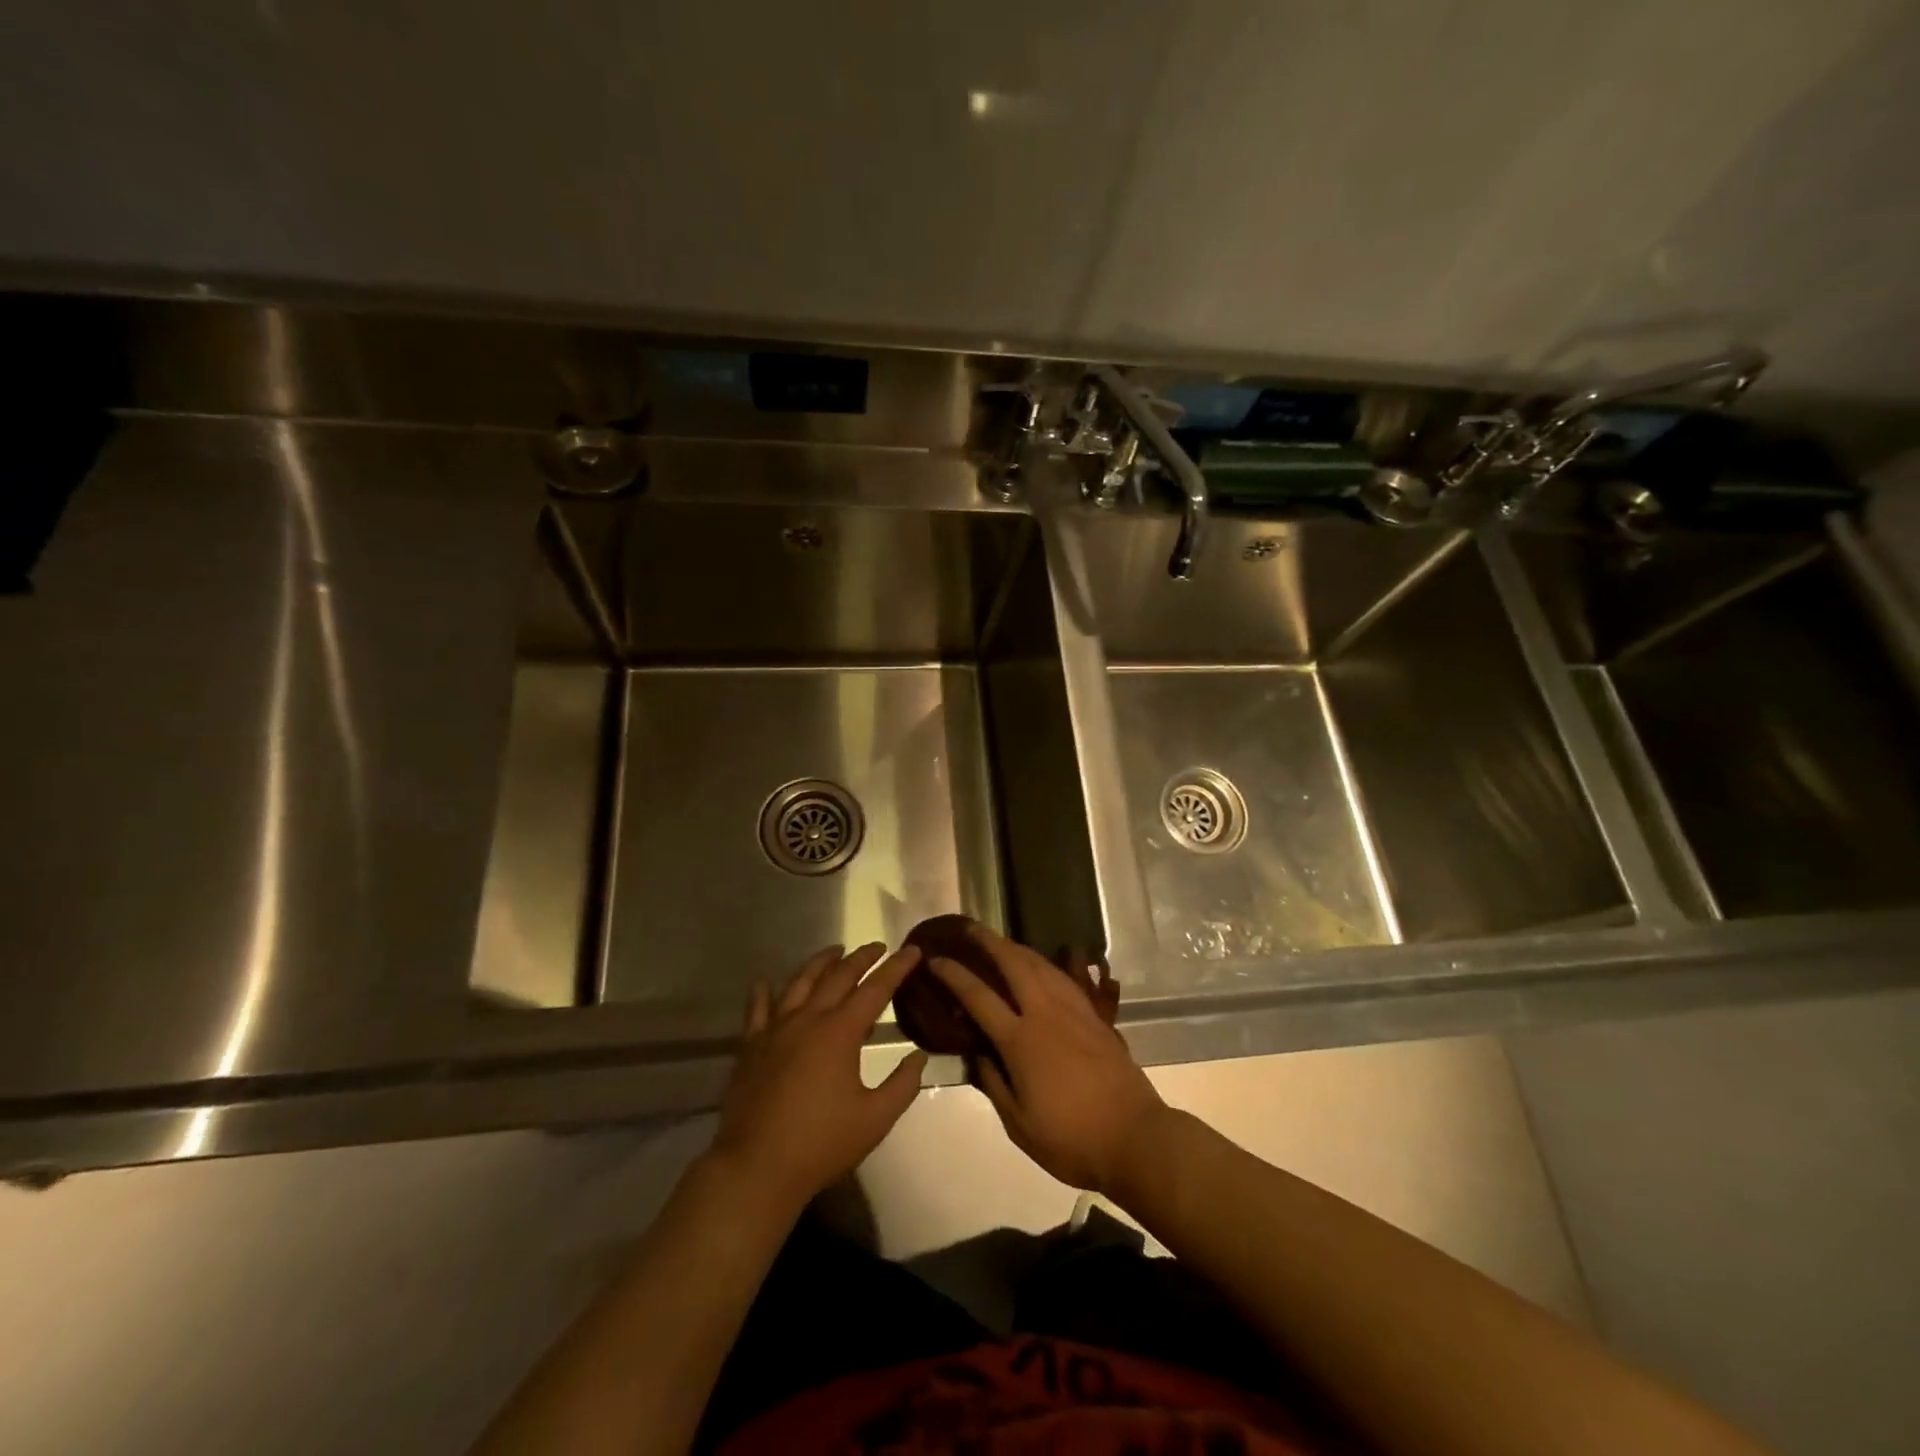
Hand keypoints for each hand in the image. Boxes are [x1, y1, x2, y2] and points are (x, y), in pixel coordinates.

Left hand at [710, 943, 928, 1215]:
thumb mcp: (875, 1119)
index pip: (875, 989)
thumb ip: (902, 1085)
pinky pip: (757, 1009)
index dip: (897, 967)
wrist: (756, 1168)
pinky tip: (766, 982)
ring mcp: (775, 1029)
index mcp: (840, 1032)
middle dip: (861, 958)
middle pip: (838, 976)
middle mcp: (808, 1019)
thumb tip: (919, 1056)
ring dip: (821, 963)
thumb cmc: (821, 1144)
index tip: (913, 950)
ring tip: (835, 951)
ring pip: (800, 982)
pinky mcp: (751, 1046)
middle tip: (878, 947)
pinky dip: (764, 992)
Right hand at [929, 925, 1168, 1195]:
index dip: (954, 975)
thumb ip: (993, 1083)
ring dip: (1017, 948)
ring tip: (1001, 942)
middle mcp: (1045, 1014)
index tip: (936, 960)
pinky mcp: (1095, 1017)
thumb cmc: (1071, 1139)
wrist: (1134, 1137)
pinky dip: (1045, 964)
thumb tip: (978, 1053)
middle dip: (989, 942)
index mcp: (1020, 1041)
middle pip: (1014, 964)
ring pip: (1042, 964)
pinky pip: (1065, 978)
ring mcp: (1074, 1011)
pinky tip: (1041, 966)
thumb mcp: (1019, 1124)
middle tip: (970, 929)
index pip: (978, 997)